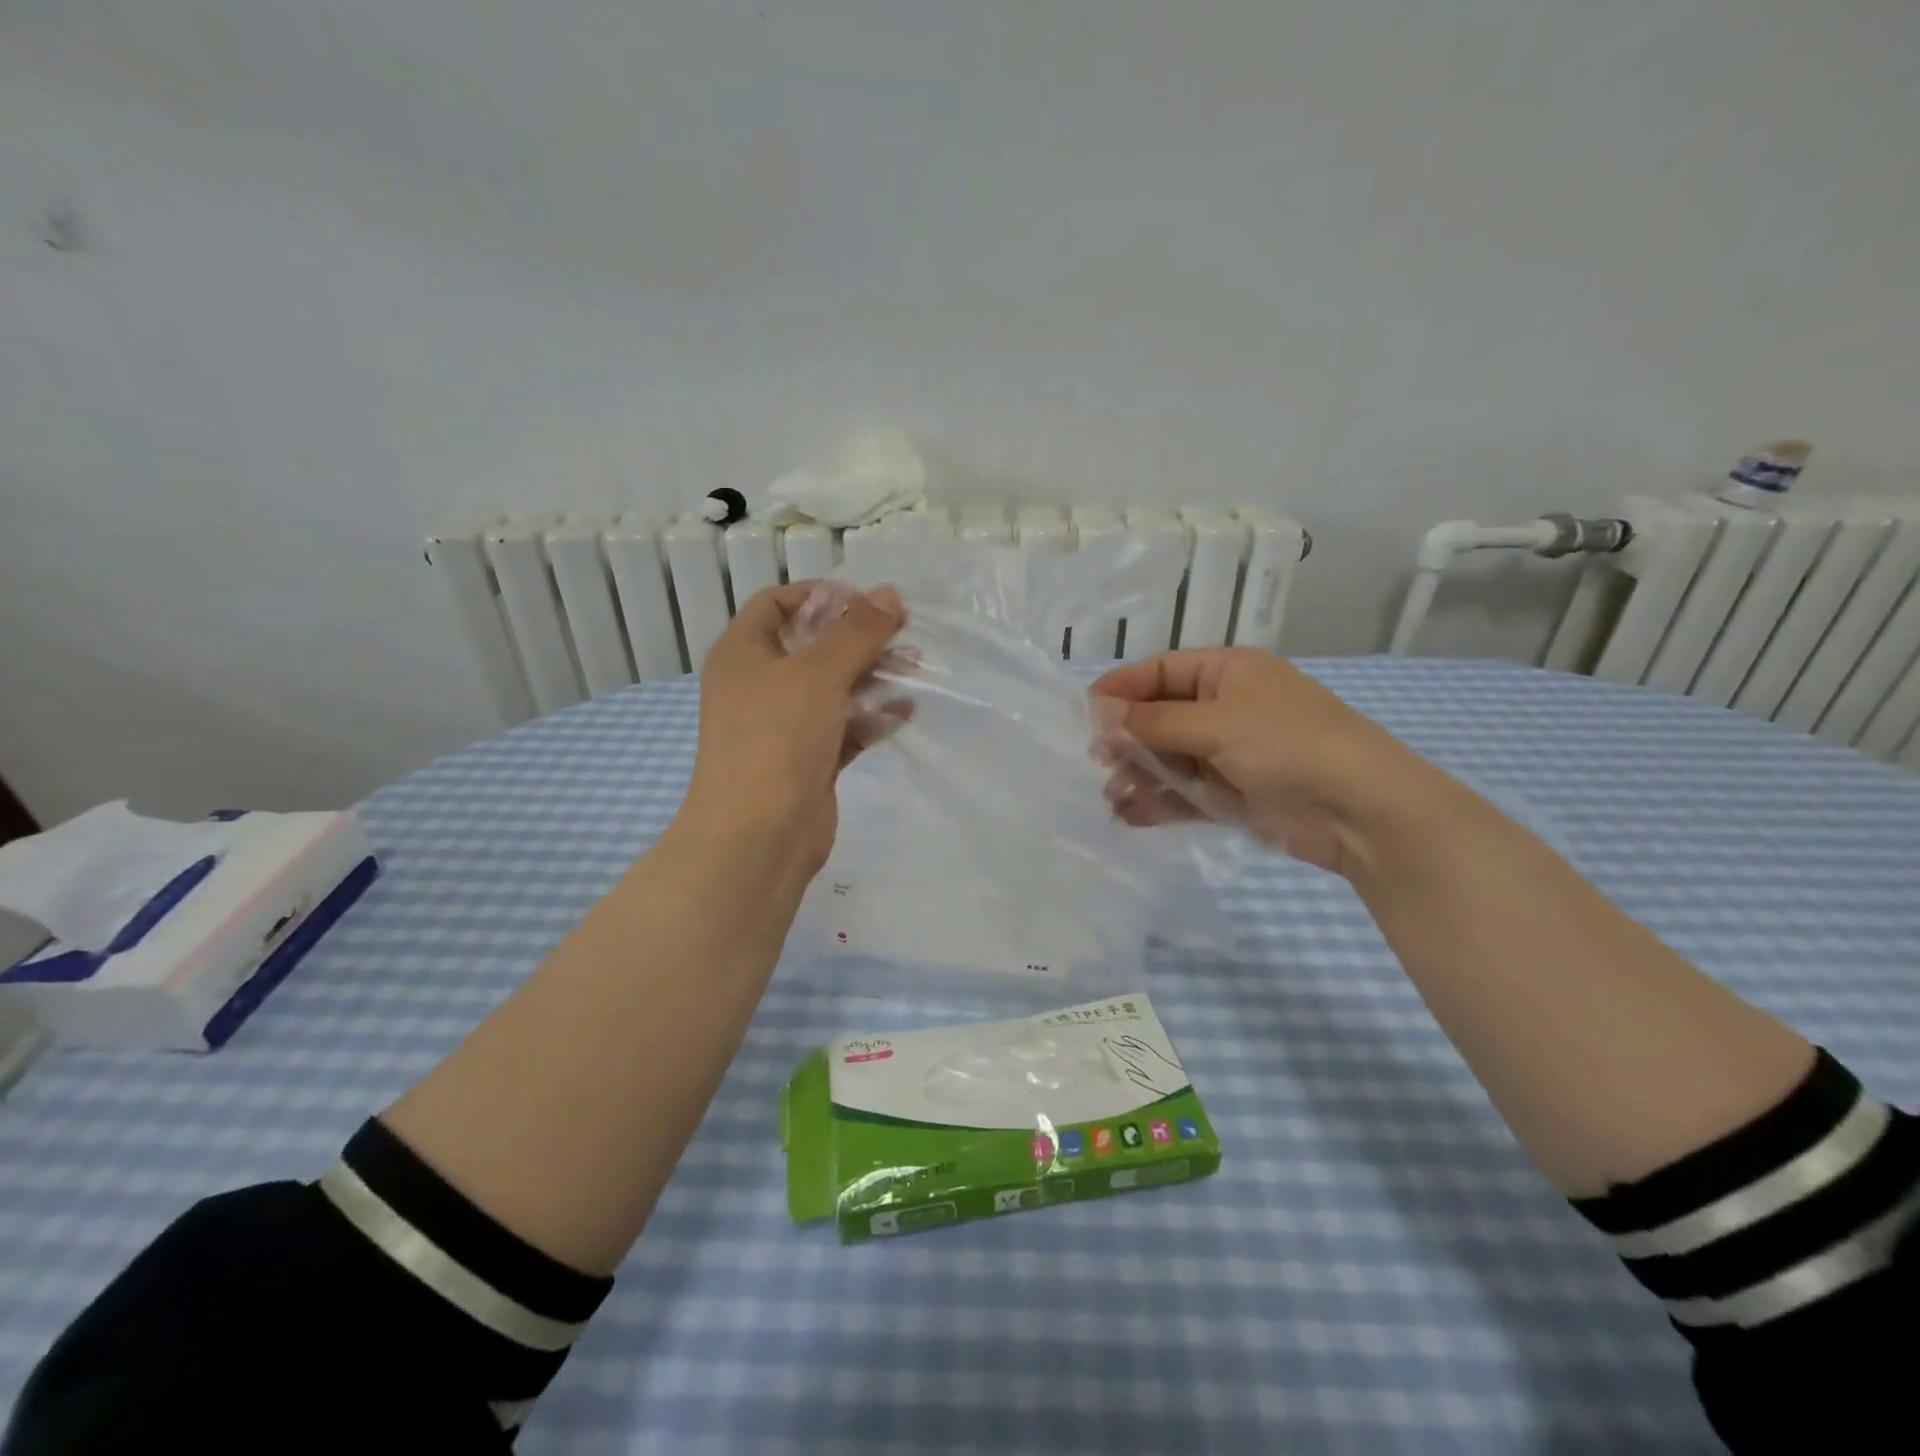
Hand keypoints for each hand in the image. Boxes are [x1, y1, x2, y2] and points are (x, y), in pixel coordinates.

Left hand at [683, 582, 907, 875]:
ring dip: (872, 676)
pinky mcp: (809, 759)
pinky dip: (872, 717)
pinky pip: (844, 727)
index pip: (777, 604)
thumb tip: (890, 593)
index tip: (868, 600)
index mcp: (744, 653)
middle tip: (906, 633)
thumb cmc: (777, 738)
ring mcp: (785, 725)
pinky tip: (906, 711)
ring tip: (916, 669)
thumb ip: (858, 633)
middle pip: (814, 646)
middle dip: (859, 638)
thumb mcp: (819, 673)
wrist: (759, 835)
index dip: (821, 595)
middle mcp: (760, 684)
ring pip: (834, 688)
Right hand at [1089, 649, 1437, 877]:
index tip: (1083, 714)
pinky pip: (1185, 793)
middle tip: (1096, 760)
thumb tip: (1098, 712)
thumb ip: (1153, 722)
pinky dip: (1158, 802)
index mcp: (1227, 673)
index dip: (1121, 690)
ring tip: (1110, 795)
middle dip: (1127, 738)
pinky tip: (1129, 816)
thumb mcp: (1217, 724)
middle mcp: (1226, 708)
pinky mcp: (1234, 794)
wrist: (1362, 811)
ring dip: (1138, 774)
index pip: (1161, 672)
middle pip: (1161, 717)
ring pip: (1169, 758)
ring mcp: (1230, 753)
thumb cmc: (1288, 745)